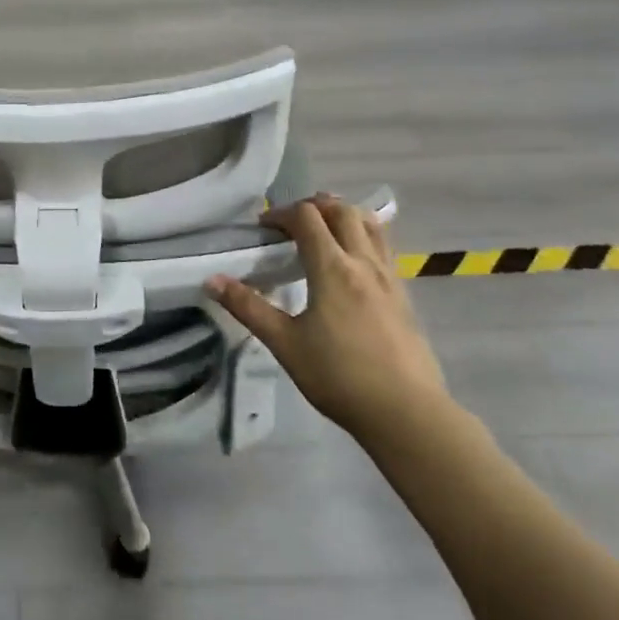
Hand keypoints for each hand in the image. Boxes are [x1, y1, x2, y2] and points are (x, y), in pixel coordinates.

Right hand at [207, 194, 447, 444]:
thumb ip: (248, 307)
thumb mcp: (285, 343)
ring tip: (324, 228)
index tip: (263, 228)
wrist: (406, 413)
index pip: (307, 218)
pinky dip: (364, 236)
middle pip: (342, 211)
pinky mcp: (404, 296)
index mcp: (332, 268)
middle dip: (314, 206)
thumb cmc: (339, 377)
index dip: (281, 214)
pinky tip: (352, 262)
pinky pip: (384, 248)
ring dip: (344, 215)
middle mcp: (363, 263)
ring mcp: (389, 278)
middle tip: (291, 222)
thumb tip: (211, 280)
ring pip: (371, 225)